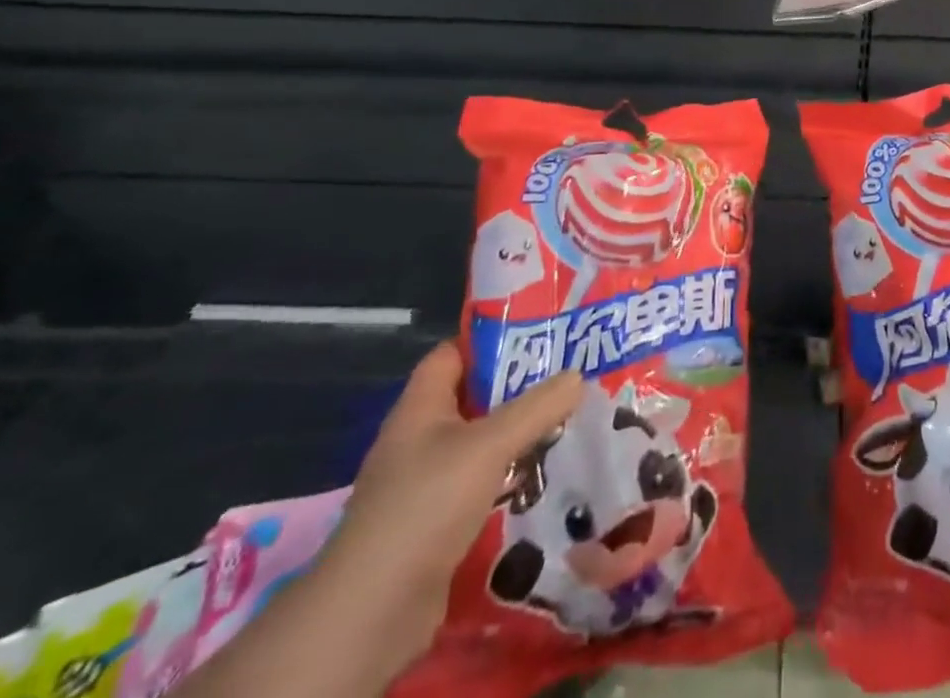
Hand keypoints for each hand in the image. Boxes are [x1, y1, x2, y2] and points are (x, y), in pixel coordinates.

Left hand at [314, 346, 581, 667]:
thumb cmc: (424, 505)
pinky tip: (546, 476)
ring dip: (519, 437)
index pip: (453, 353)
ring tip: (569, 422)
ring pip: (481, 444)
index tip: (540, 335)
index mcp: (420, 407)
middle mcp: (419, 439)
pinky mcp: (436, 524)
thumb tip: (577, 375)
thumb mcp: (489, 445)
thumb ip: (536, 407)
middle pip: (474, 398)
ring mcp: (425, 484)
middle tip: (568, 377)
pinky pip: (481, 485)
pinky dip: (510, 478)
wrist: (371, 614)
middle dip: (519, 389)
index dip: (491, 340)